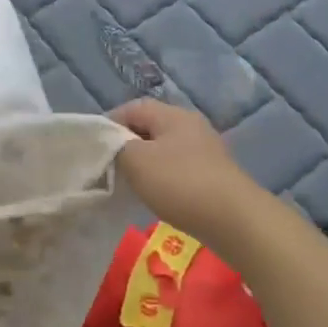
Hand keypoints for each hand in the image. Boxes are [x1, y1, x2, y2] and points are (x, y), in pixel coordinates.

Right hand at [109, 99, 266, 245]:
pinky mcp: (214, 173)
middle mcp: (191, 125)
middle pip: (150, 127)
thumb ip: (118, 147)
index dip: (110, 122)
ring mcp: (206, 150)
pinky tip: (157, 195)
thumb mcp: (136, 161)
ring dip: (146, 162)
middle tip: (109, 165)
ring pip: (165, 148)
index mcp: (172, 115)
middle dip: (127, 143)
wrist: (233, 219)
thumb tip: (115, 145)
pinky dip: (163, 176)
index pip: (133, 107)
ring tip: (130, 182)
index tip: (94, 145)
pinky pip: (179, 167)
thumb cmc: (180, 183)